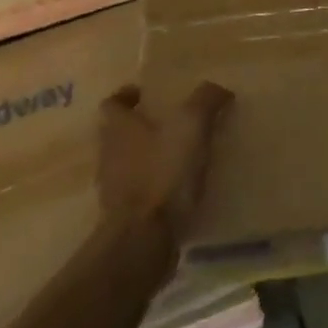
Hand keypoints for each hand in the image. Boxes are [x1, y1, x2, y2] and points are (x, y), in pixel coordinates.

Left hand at [97, 82, 230, 246]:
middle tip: (172, 123)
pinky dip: (156, 187)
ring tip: (182, 156)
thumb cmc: (163, 172)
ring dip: (149, 158)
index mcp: (118, 128)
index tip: (146, 95)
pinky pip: (140, 192)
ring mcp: (113, 188)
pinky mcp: (124, 217)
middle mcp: (109, 154)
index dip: (127, 97)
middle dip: (142, 127)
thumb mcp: (191, 125)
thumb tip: (219, 89)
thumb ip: (206, 100)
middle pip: (119, 134)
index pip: (112, 104)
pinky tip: (180, 189)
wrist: (144, 237)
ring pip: (129, 164)